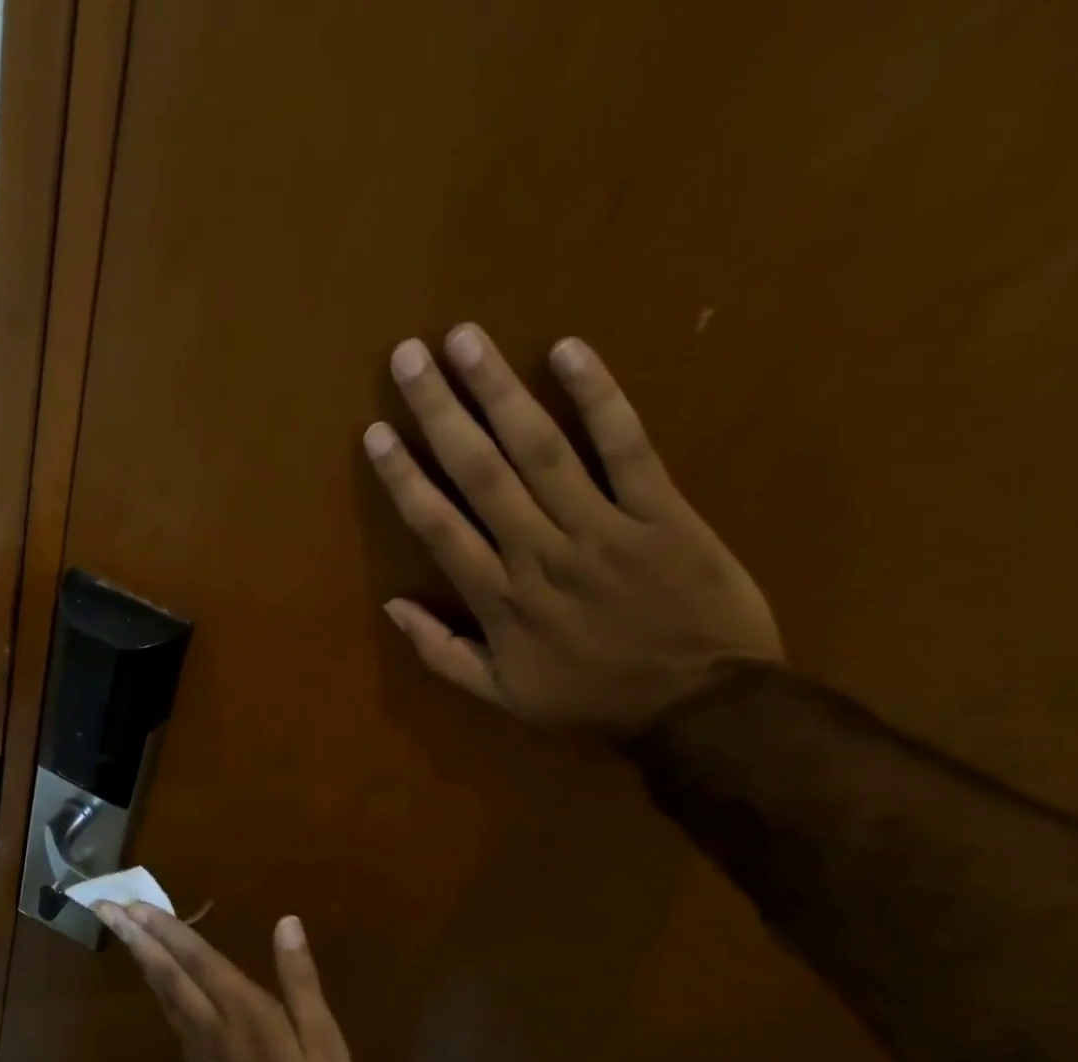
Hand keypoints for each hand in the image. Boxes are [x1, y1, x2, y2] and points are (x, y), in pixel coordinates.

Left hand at [94, 904, 363, 1061]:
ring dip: (141, 959)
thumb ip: (299, 979)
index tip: (134, 903)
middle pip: (165, 974)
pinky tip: (155, 980)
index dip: (166, 929)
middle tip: (104, 908)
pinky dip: (156, 987)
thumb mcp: (323, 1039)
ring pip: (162, 995)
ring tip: (122, 932)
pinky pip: (170, 1016)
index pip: (196, 959)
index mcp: (244, 1012)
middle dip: (135, 938)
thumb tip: (286, 923)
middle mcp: (211, 1026)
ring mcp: (199, 1051)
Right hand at [365, 326, 782, 736]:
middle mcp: (540, 552)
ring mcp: (602, 527)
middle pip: (482, 472)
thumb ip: (441, 653)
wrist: (699, 705)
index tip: (378, 433)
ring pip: (542, 449)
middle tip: (408, 357)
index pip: (440, 527)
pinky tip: (569, 350)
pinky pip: (628, 446)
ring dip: (500, 391)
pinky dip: (601, 397)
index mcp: (501, 600)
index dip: (405, 477)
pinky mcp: (661, 511)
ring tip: (465, 339)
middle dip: (442, 412)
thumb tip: (392, 607)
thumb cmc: (591, 699)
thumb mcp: (502, 696)